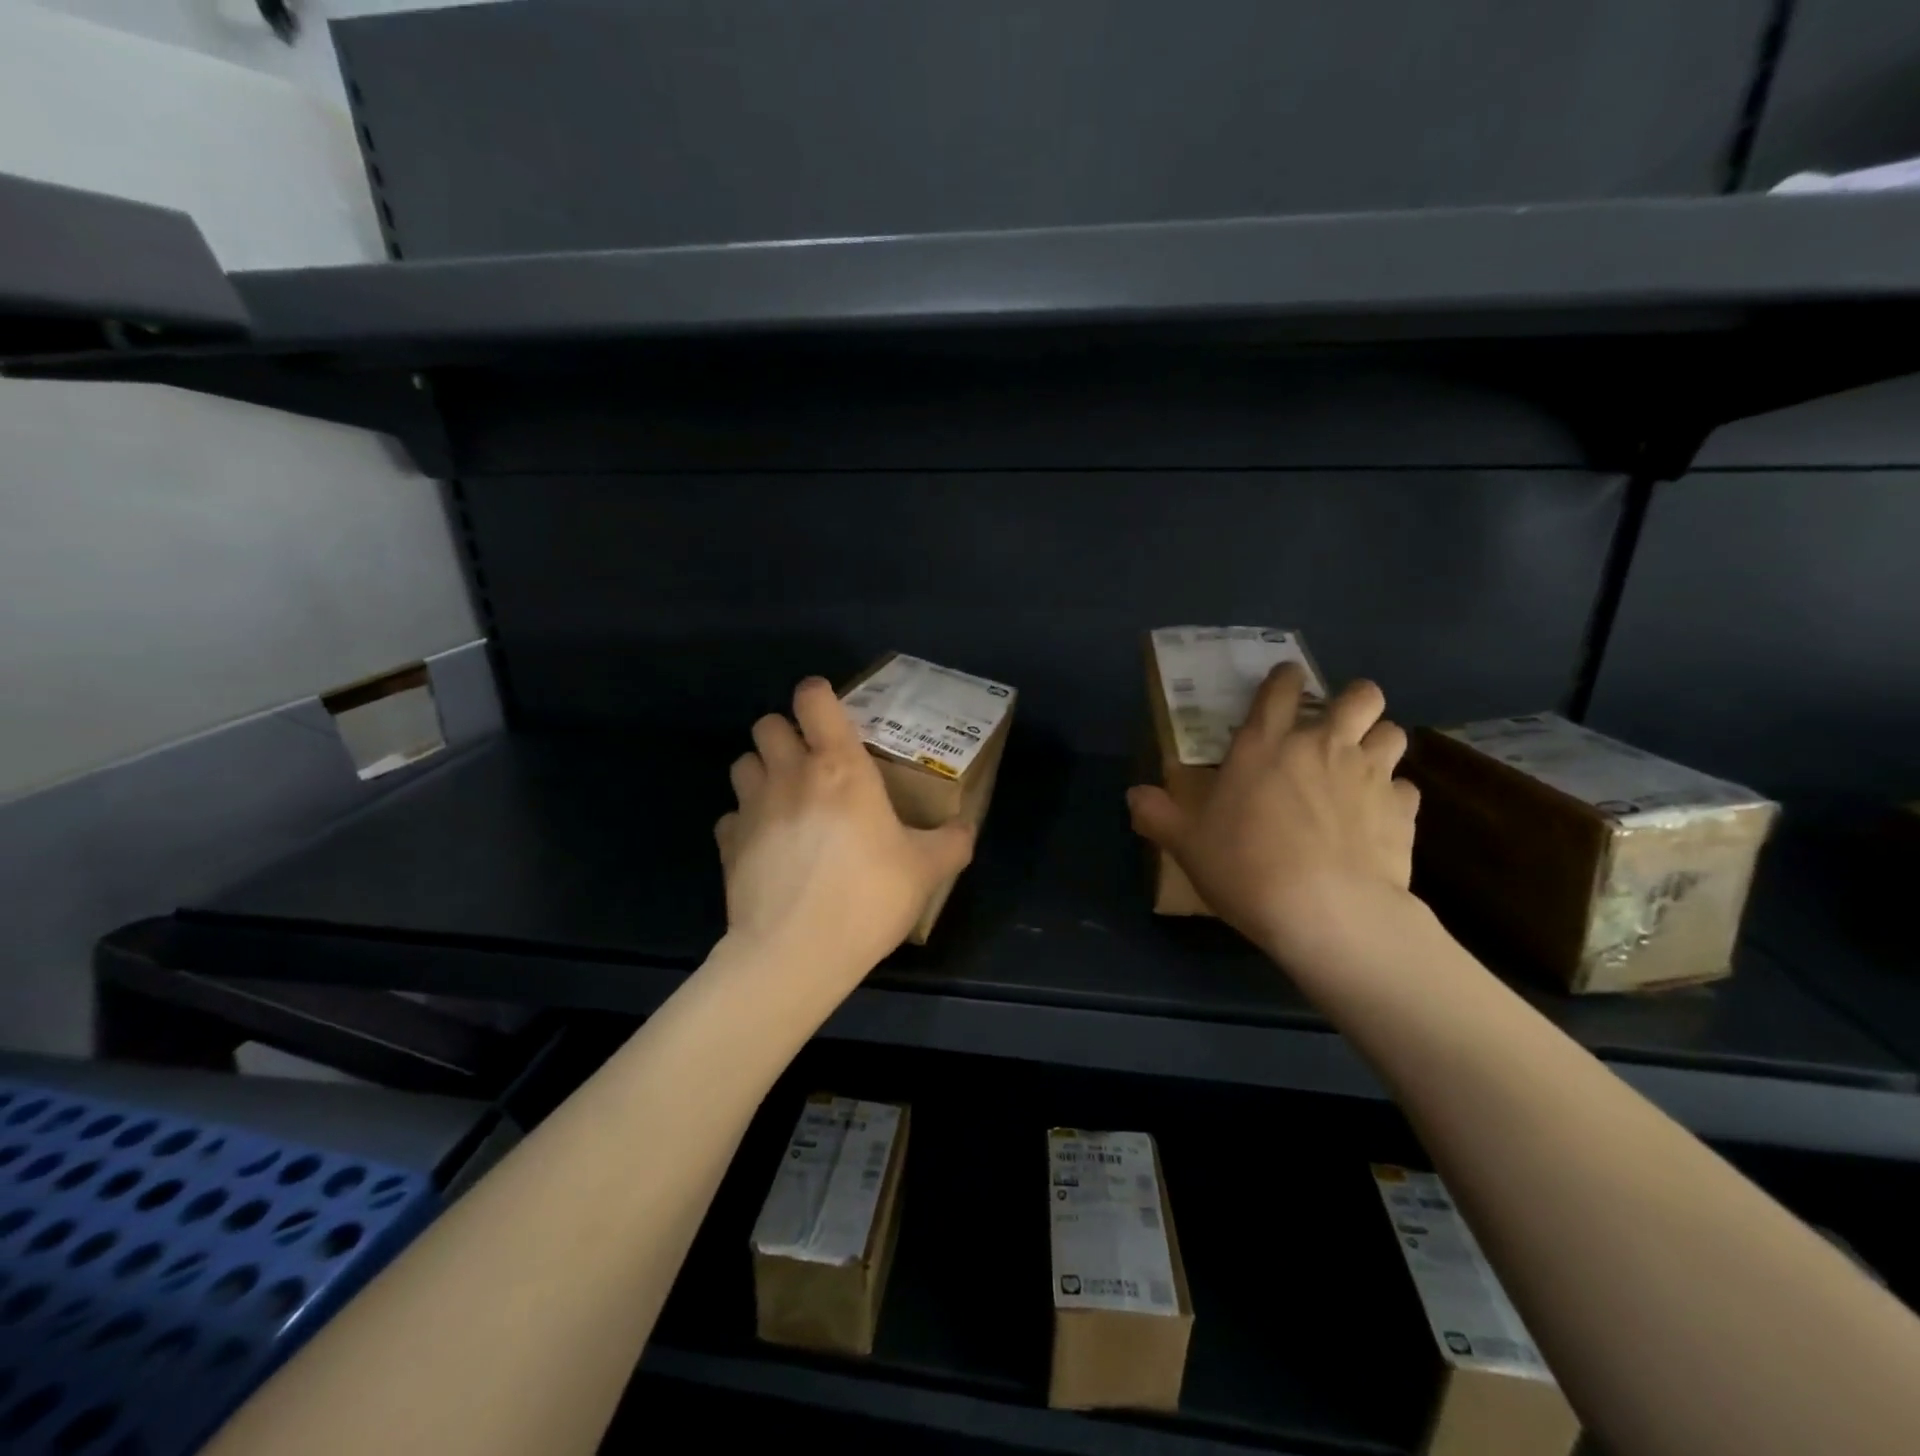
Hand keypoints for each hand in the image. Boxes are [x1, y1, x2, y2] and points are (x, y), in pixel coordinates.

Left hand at [715, 677, 976, 992]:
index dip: (818, 695)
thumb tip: (967, 828)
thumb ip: (952, 842)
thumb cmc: (868, 897)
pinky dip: (745, 821)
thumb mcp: (927, 870)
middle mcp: (791, 774)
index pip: (813, 699)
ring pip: (742, 763)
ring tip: (784, 798)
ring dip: (761, 771)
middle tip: (809, 762)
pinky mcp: (728, 843)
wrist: (796, 952)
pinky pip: (731, 816)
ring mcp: (753, 807)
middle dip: (785, 734)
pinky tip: (765, 845)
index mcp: (840, 767)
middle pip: (767, 724)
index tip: (830, 713)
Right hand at [1127, 664, 1420, 966]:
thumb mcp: (1186, 843)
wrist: (1324, 911)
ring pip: (1393, 732)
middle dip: (1354, 701)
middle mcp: (1322, 745)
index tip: (1286, 684)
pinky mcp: (1402, 810)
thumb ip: (1157, 814)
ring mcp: (1368, 774)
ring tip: (1362, 767)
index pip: (1281, 688)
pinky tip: (1378, 818)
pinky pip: (1406, 788)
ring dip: (1379, 742)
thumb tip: (1133, 795)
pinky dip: (1393, 797)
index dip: (1285, 678)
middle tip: (1337, 726)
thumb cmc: (1245, 866)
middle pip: (1360, 695)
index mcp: (1266, 744)